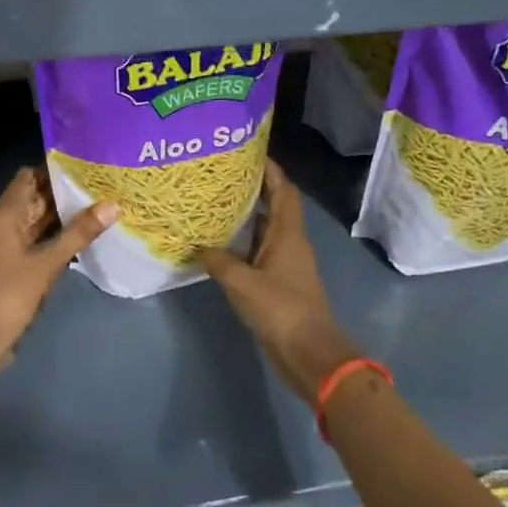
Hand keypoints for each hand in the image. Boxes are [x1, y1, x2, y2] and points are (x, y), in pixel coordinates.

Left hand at [0, 167, 117, 383]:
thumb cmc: (11, 293)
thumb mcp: (48, 262)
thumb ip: (79, 233)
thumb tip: (113, 205)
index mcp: (5, 214)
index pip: (29, 176)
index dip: (54, 169)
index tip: (85, 165)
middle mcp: (4, 222)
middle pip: (35, 197)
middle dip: (64, 192)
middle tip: (101, 184)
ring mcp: (8, 244)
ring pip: (38, 220)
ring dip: (63, 215)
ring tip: (100, 205)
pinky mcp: (15, 263)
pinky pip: (38, 240)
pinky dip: (57, 236)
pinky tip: (85, 236)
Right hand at [198, 161, 362, 405]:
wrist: (309, 354)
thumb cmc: (281, 309)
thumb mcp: (242, 283)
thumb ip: (218, 261)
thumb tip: (198, 247)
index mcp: (288, 234)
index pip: (284, 190)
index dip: (271, 170)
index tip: (249, 152)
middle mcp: (289, 243)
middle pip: (274, 207)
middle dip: (252, 189)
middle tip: (220, 176)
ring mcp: (285, 264)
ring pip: (264, 231)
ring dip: (245, 217)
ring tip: (213, 203)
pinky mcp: (277, 283)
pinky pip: (257, 253)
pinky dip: (241, 244)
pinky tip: (217, 244)